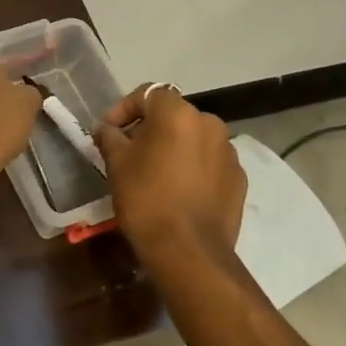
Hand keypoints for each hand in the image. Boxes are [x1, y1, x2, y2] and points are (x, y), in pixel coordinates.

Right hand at [94, 85, 244, 259]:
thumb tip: (106, 128)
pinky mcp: (239, 179)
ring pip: (194, 139)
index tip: (108, 131)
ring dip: (174, 148)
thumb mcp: (117, 164)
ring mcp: (229, 152)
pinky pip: (210, 163)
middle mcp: (209, 124)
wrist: (189, 251)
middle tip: (129, 152)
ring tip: (155, 173)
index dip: (124, 109)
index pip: (148, 94)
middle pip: (173, 115)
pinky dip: (193, 168)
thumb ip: (110, 137)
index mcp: (178, 113)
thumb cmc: (146, 199)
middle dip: (150, 129)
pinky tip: (179, 192)